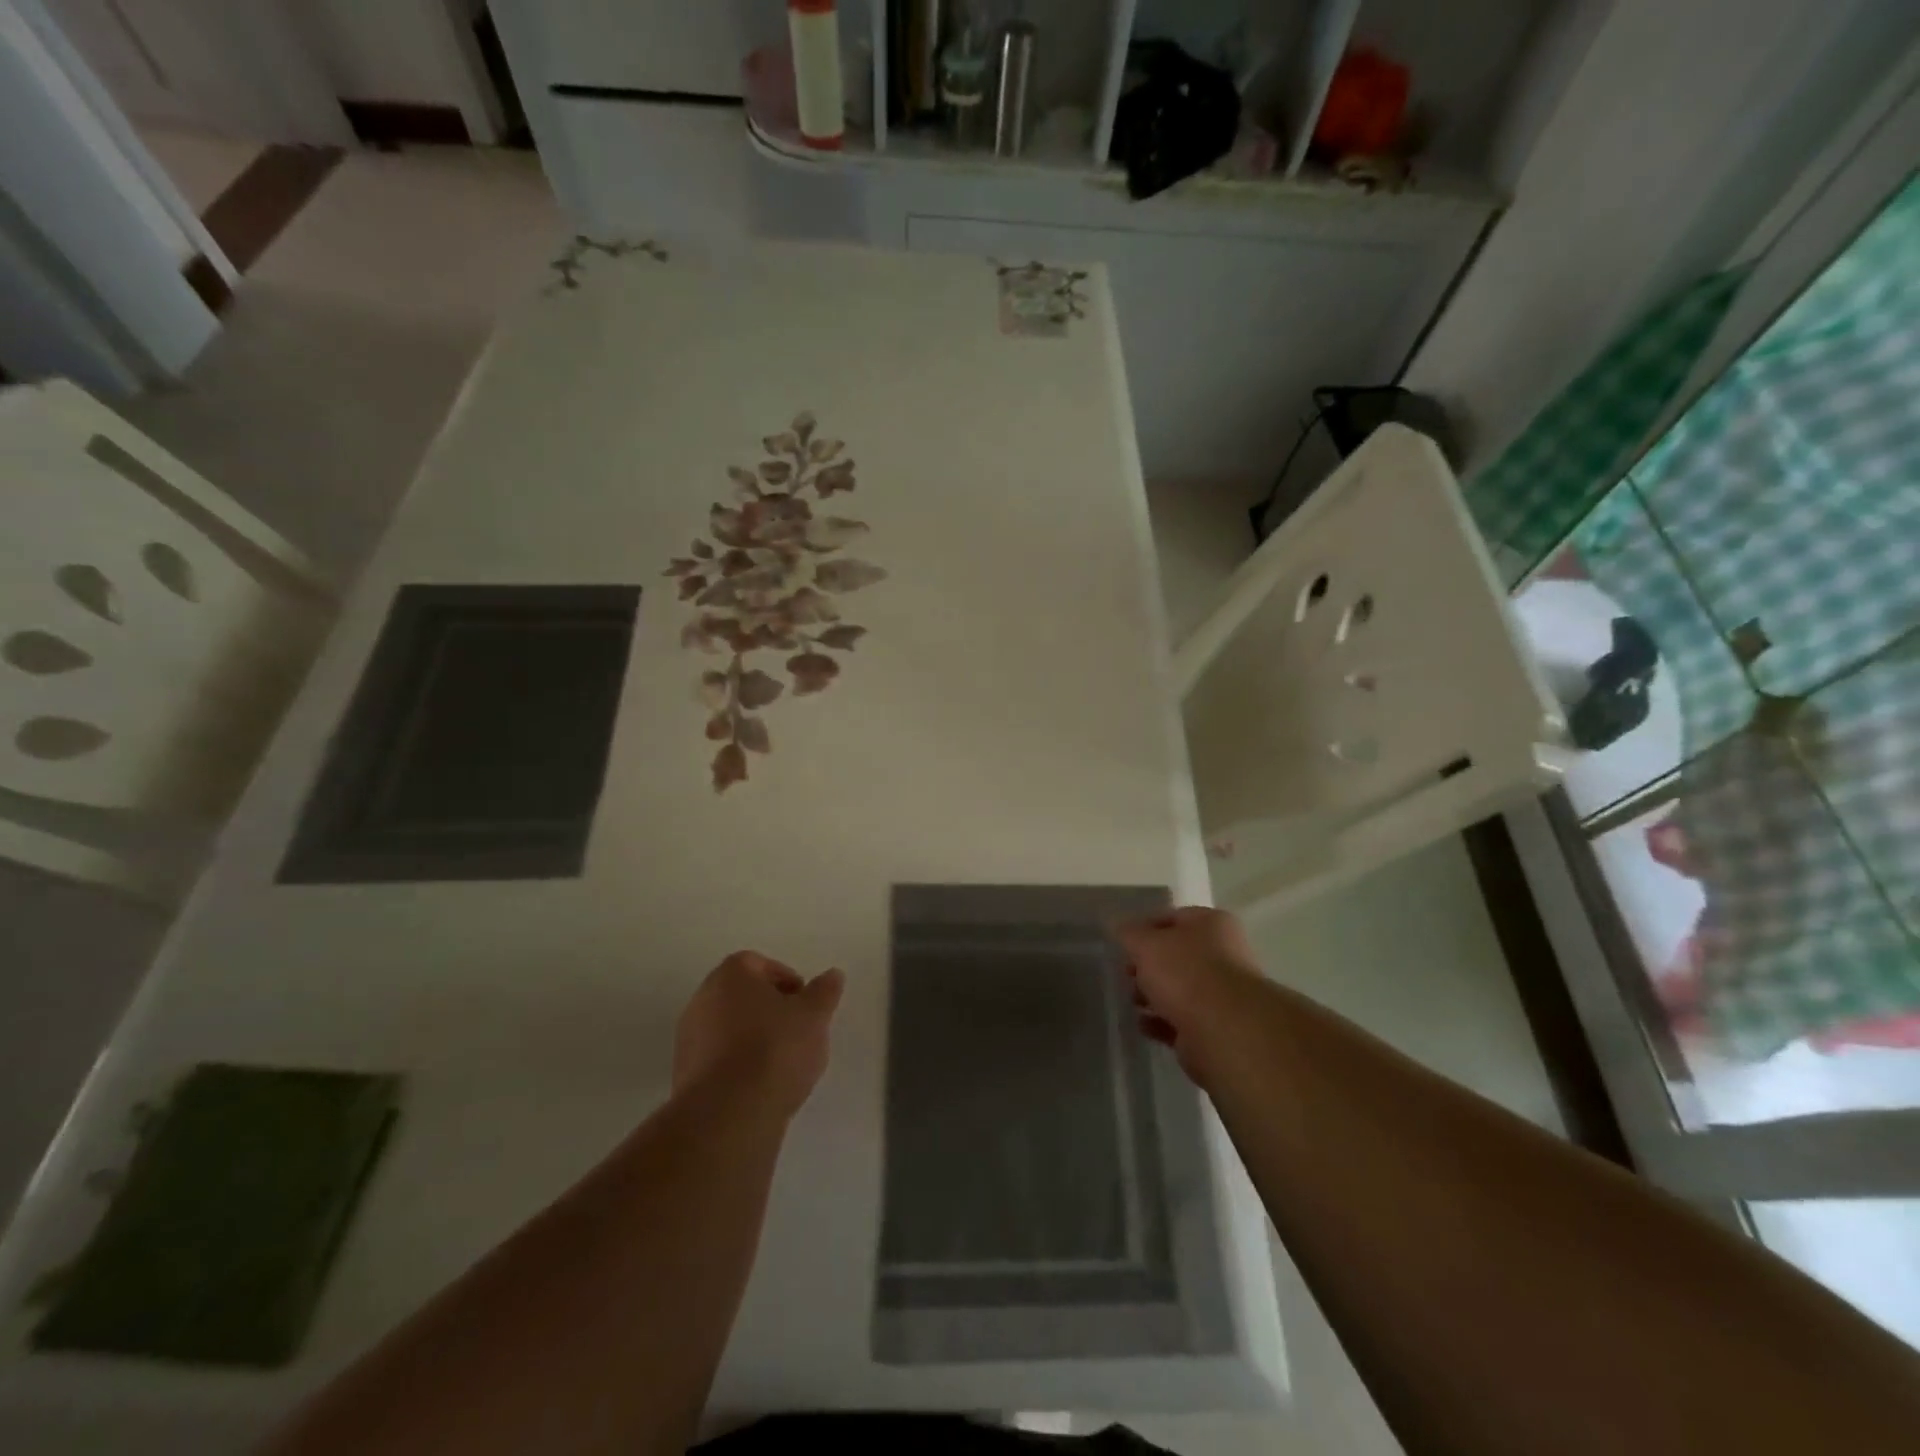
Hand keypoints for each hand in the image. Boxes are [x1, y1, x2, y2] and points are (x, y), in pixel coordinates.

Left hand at [673, 952, 844, 1117]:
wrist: (728, 1113)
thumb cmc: (775, 1049)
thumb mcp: (814, 1016)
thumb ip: (824, 991)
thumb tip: (832, 975)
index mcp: (730, 975)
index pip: (758, 964)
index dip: (785, 980)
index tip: (805, 1003)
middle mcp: (702, 998)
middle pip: (741, 995)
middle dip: (770, 1009)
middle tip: (797, 1029)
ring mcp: (688, 1038)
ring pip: (729, 1027)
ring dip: (754, 1037)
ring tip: (782, 1063)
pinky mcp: (684, 1075)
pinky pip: (718, 1058)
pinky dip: (738, 1064)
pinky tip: (760, 1085)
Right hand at [1115, 907, 1263, 1086]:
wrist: (1223, 1030)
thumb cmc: (1185, 972)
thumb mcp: (1146, 943)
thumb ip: (1128, 933)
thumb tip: (1117, 925)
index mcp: (1212, 924)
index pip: (1172, 917)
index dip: (1144, 928)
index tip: (1121, 943)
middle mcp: (1223, 954)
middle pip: (1176, 955)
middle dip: (1147, 965)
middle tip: (1126, 973)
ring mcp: (1221, 993)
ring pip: (1178, 988)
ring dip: (1153, 994)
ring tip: (1132, 1000)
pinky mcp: (1215, 1027)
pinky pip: (1181, 1019)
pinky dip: (1161, 1021)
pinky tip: (1143, 1024)